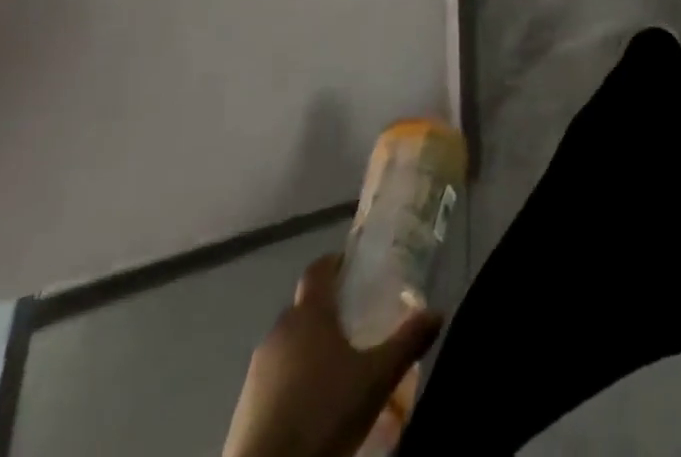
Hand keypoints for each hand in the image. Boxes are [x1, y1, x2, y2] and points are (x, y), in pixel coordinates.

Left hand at [221, 254, 441, 456]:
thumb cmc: (323, 416)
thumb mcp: (377, 379)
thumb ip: (408, 341)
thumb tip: (437, 312)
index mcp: (308, 314)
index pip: (318, 269)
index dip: (336, 264)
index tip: (356, 269)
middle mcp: (278, 333)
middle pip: (304, 309)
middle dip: (328, 313)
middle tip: (359, 327)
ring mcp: (256, 373)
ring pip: (289, 346)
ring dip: (310, 351)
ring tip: (339, 373)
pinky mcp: (243, 410)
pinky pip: (274, 381)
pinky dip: (293, 384)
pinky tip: (313, 409)